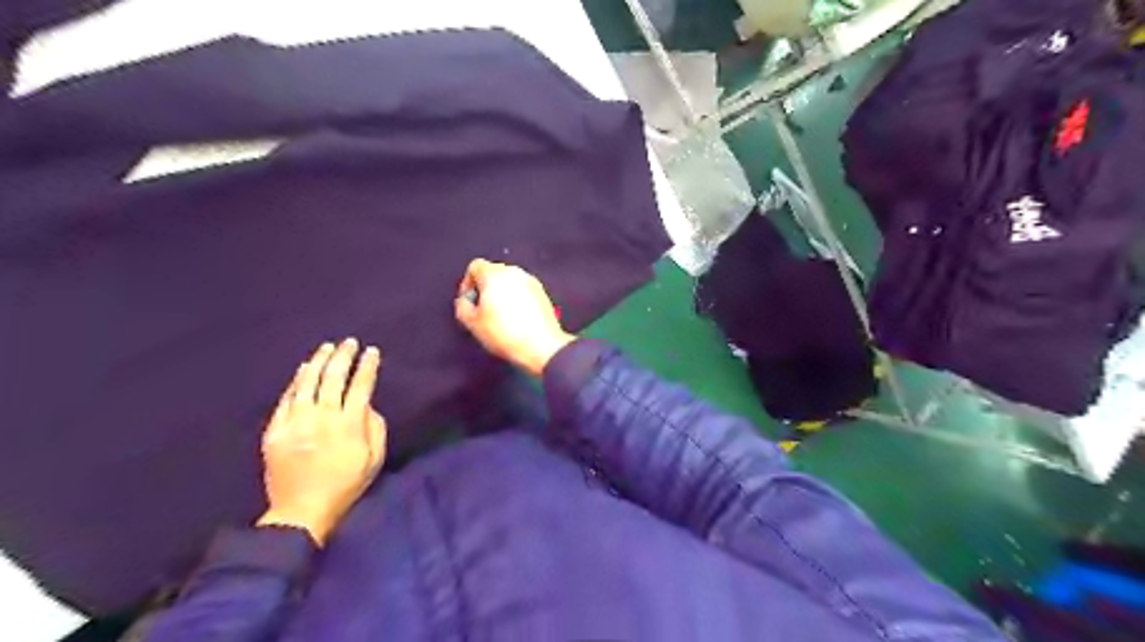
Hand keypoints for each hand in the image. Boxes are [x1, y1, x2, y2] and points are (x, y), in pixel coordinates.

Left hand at [257, 339, 386, 542]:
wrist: (301, 510)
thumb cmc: (346, 485)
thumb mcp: (375, 459)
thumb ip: (376, 428)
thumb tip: (367, 405)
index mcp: (349, 425)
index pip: (361, 386)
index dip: (367, 367)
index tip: (372, 352)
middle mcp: (323, 418)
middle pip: (334, 378)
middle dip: (344, 356)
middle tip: (349, 342)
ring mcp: (296, 422)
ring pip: (308, 383)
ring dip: (319, 362)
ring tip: (327, 347)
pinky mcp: (276, 430)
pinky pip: (286, 399)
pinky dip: (296, 381)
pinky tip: (304, 369)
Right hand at [458, 259, 577, 374]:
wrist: (541, 346)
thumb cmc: (505, 334)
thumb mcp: (472, 323)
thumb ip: (462, 306)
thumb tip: (465, 300)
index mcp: (494, 274)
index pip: (475, 266)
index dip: (467, 283)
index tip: (468, 301)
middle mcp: (514, 272)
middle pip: (492, 273)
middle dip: (484, 289)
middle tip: (482, 311)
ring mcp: (531, 281)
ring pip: (508, 282)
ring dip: (501, 295)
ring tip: (499, 317)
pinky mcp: (542, 293)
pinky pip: (523, 290)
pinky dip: (516, 300)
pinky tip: (515, 319)